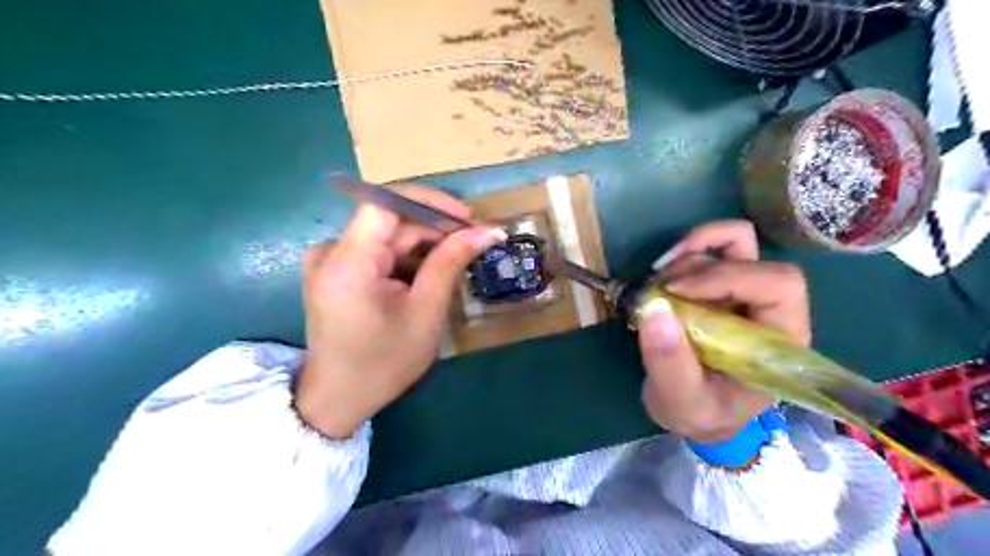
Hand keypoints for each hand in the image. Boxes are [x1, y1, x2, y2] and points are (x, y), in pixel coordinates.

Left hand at [295, 184, 505, 438]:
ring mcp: (329, 260)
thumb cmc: (383, 363)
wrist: (338, 400)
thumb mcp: (425, 312)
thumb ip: (452, 262)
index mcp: (347, 261)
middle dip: (434, 231)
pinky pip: (376, 252)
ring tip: (455, 268)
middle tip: (473, 247)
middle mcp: (330, 251)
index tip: (466, 219)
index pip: (386, 202)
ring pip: (387, 236)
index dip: (430, 202)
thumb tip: (489, 230)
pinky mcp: (334, 271)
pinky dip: (406, 260)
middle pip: (390, 221)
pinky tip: (427, 280)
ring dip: (423, 247)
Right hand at [639, 219, 807, 442]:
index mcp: (779, 340)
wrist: (696, 412)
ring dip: (687, 255)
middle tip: (658, 289)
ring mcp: (743, 292)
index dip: (727, 277)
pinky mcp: (719, 286)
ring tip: (654, 286)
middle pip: (751, 254)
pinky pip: (709, 249)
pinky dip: (682, 252)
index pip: (778, 285)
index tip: (675, 292)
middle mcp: (767, 308)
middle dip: (698, 264)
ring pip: (730, 242)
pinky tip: (659, 275)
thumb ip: (669, 363)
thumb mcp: (681, 402)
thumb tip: (654, 306)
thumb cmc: (700, 413)